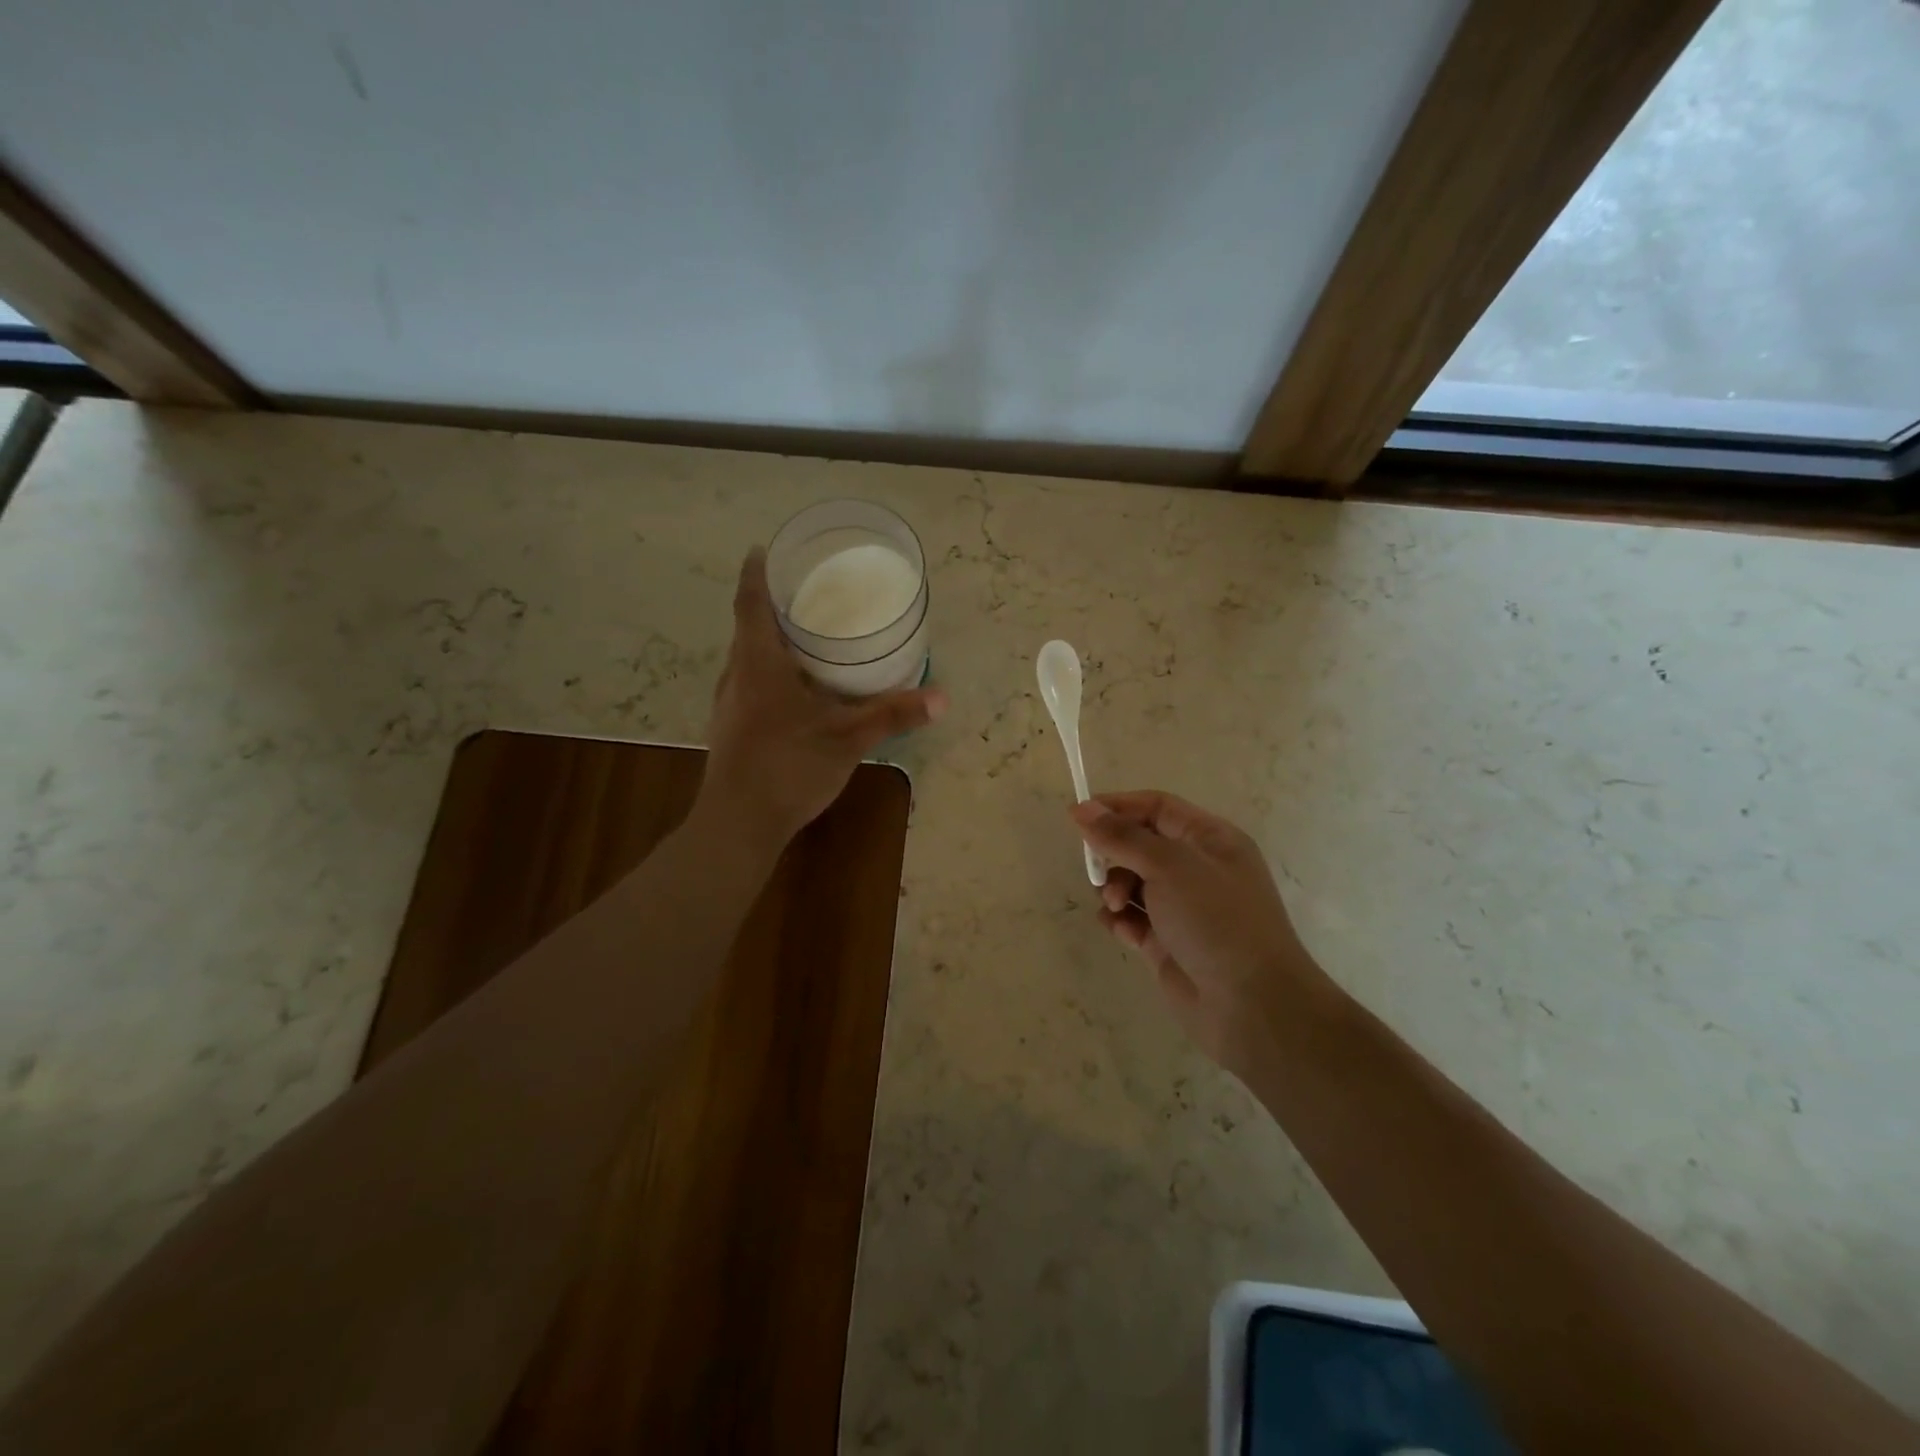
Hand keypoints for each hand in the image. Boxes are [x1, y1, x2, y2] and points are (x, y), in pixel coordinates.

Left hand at [702, 549, 946, 847]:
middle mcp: (737, 675)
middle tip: (807, 592)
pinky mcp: (732, 727)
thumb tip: (942, 698)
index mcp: (759, 664)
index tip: (763, 549)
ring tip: (806, 634)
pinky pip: (750, 683)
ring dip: (771, 641)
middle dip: (772, 606)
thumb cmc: (788, 768)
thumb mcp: (848, 738)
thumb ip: (893, 714)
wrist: (739, 824)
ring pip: (748, 658)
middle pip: (748, 628)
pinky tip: (798, 688)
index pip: (751, 603)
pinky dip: (771, 670)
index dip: (756, 573)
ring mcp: (730, 704)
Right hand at [1072, 791, 1334, 1073]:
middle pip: (1140, 845)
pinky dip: (1122, 921)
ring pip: (1133, 883)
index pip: (1157, 807)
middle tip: (1098, 873)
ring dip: (1114, 890)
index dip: (1118, 806)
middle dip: (1114, 855)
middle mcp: (1198, 869)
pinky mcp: (1169, 943)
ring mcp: (1184, 908)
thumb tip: (1083, 810)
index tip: (1077, 817)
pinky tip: (1122, 932)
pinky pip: (1134, 919)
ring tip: (1115, 907)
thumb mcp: (1169, 866)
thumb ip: (1122, 837)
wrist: (1252, 1005)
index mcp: (1210, 840)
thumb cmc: (1216, 920)